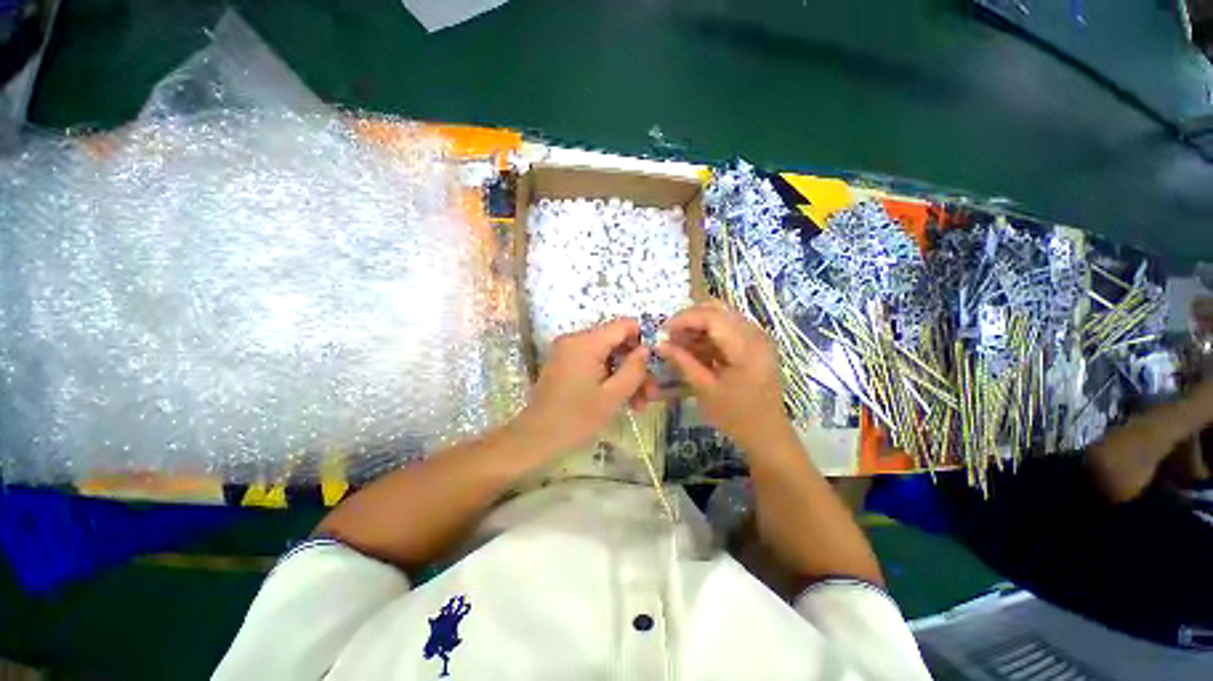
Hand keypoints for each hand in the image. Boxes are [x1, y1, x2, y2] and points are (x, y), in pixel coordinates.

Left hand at [512, 318, 653, 457]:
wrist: (536, 437)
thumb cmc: (576, 418)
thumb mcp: (613, 396)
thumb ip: (634, 369)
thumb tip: (647, 350)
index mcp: (585, 342)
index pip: (623, 325)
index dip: (644, 338)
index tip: (656, 361)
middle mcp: (575, 339)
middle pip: (616, 342)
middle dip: (635, 365)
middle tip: (650, 393)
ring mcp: (568, 351)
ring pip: (607, 355)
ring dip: (624, 375)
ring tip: (638, 404)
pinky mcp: (565, 363)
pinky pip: (594, 362)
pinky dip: (609, 376)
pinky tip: (621, 399)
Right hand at [656, 302, 795, 452]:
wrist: (767, 435)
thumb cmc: (736, 417)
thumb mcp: (705, 390)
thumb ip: (683, 362)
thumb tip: (659, 344)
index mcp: (746, 346)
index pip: (711, 316)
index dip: (684, 319)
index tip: (663, 330)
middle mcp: (755, 334)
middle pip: (718, 309)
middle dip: (690, 319)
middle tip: (670, 335)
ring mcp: (757, 338)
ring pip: (722, 317)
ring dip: (698, 326)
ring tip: (679, 344)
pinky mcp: (754, 345)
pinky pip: (727, 329)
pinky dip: (708, 335)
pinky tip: (694, 349)